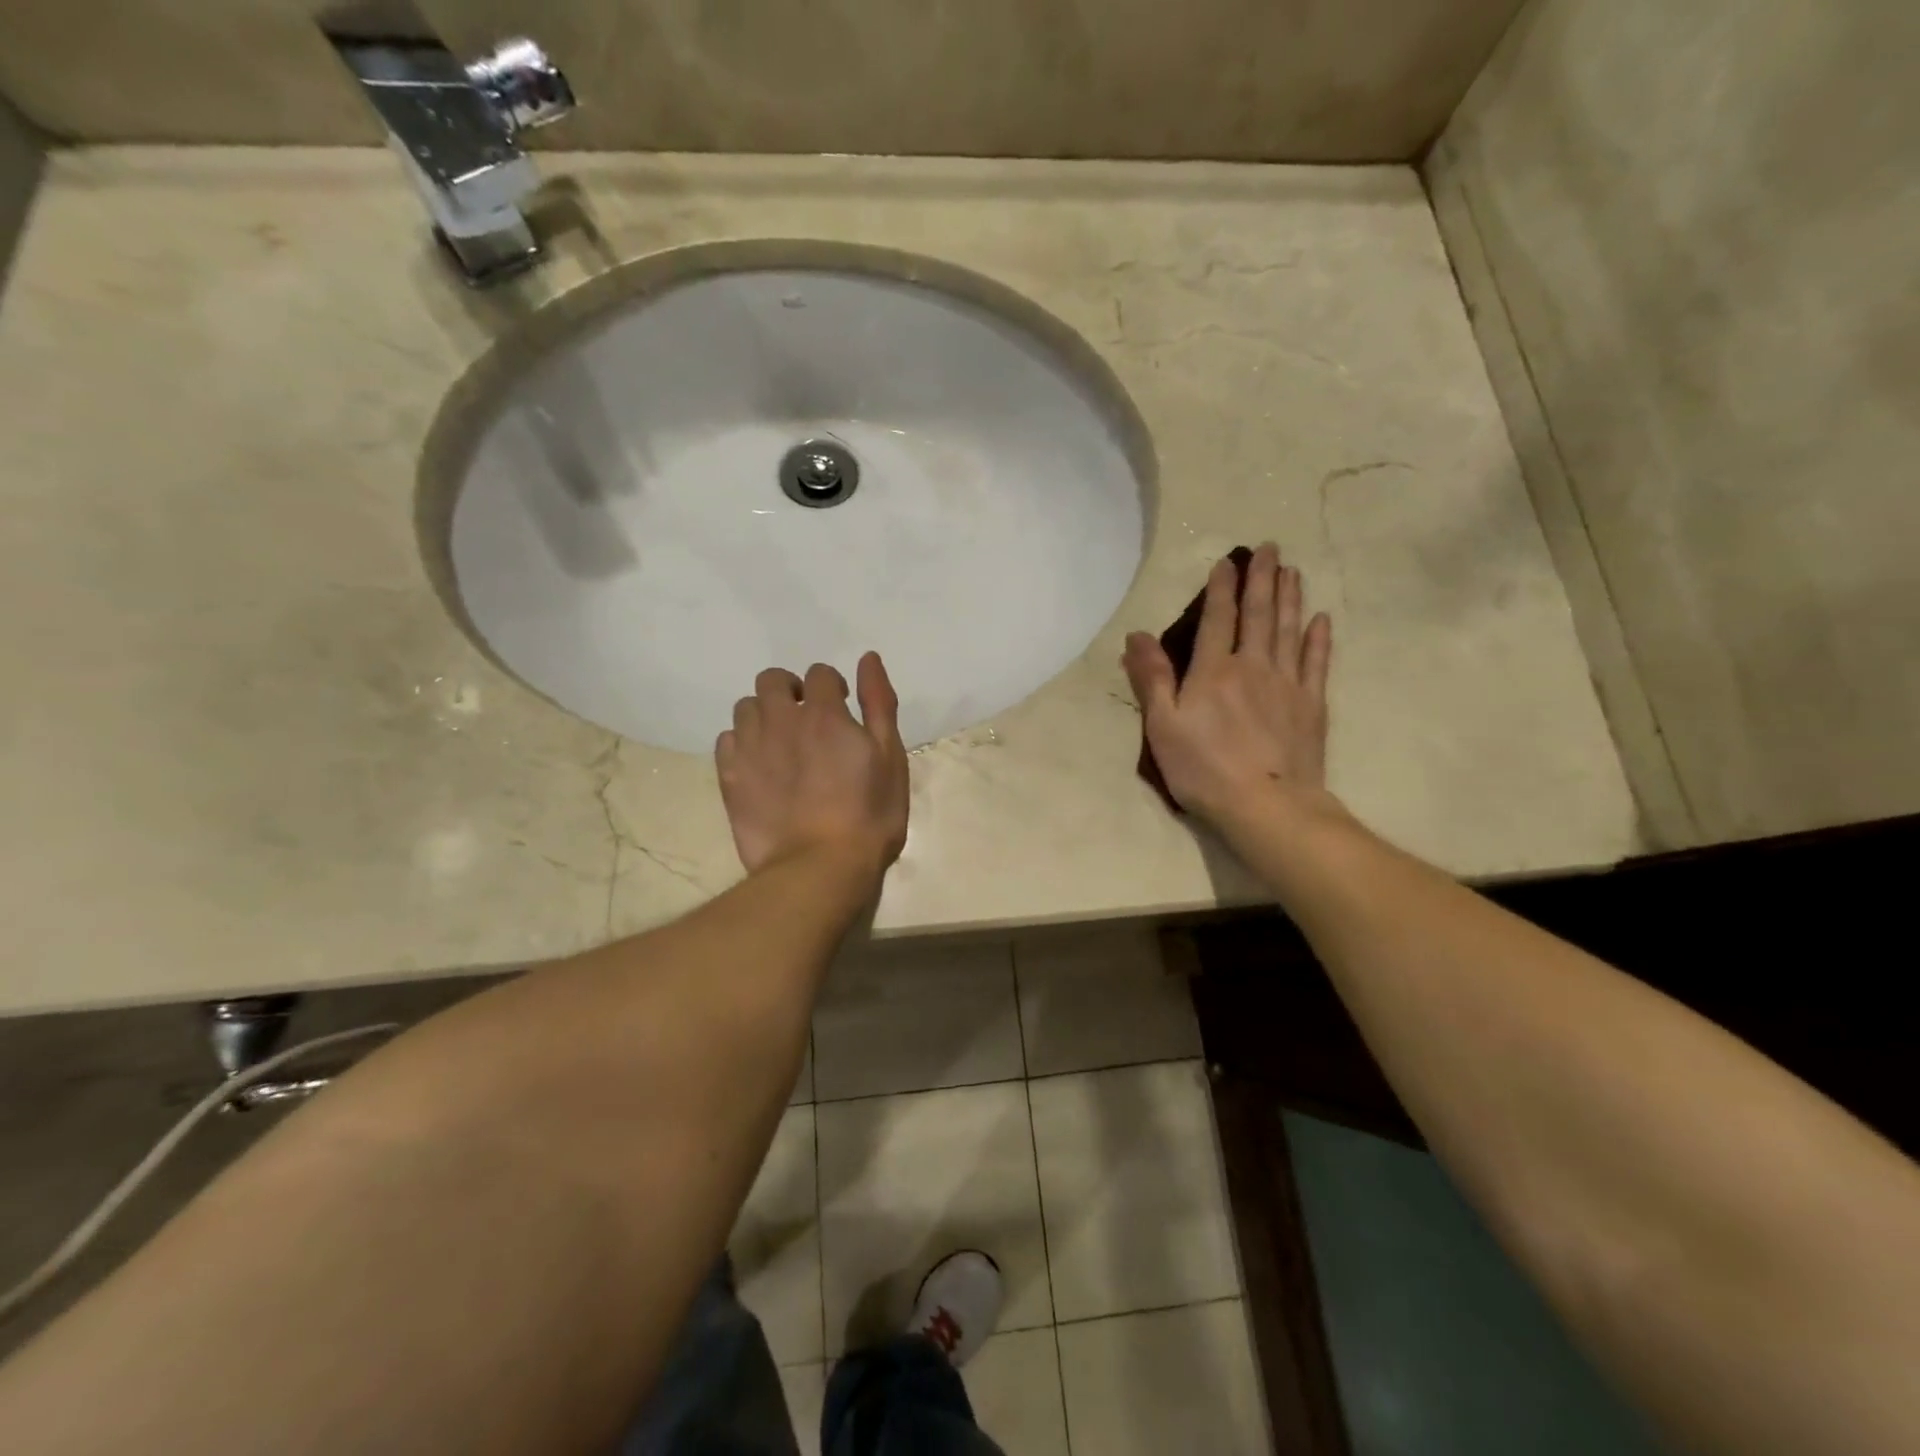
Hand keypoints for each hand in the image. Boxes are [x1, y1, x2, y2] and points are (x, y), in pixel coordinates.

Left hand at [716, 653, 909, 878]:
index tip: (842, 709)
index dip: (832, 687)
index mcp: (824, 713)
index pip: (819, 673)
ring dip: (764, 714)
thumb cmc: (869, 816)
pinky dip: (742, 743)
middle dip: (790, 690)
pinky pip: (726, 741)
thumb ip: (879, 704)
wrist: (819, 868)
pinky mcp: (730, 777)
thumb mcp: (890, 758)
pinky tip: (759, 765)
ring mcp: (750, 748)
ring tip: (781, 742)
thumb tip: (868, 658)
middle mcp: (781, 721)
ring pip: (746, 707)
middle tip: (807, 719)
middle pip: (772, 680)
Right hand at [1123, 543, 1333, 828]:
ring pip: (1289, 631)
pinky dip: (1318, 639)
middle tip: (1270, 548)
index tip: (1227, 561)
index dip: (1221, 589)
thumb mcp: (1162, 726)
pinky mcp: (1311, 706)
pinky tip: (1321, 620)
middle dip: (1262, 579)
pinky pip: (1317, 663)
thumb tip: (1137, 636)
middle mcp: (1253, 667)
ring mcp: (1287, 685)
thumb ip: (1152, 679)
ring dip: (1290, 598)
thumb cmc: (1203, 768)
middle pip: (1259, 615)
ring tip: (1291, 571)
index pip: (1217, 619)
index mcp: (1213, 671)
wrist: (1266, 806)